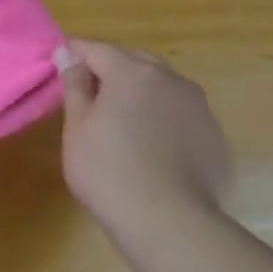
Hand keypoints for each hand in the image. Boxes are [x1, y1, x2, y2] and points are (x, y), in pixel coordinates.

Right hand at [57, 39, 231, 233]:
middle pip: (133, 59)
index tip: (58, 67)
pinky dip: (162, 115)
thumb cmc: (108, 169)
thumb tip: (68, 55)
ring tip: (121, 118)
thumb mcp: (77, 125)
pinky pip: (180, 111)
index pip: (95, 48)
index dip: (73, 54)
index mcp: (132, 72)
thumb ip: (74, 84)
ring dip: (139, 90)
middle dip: (109, 68)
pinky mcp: (214, 135)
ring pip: (161, 84)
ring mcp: (198, 107)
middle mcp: (170, 79)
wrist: (170, 223)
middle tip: (88, 95)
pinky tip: (150, 143)